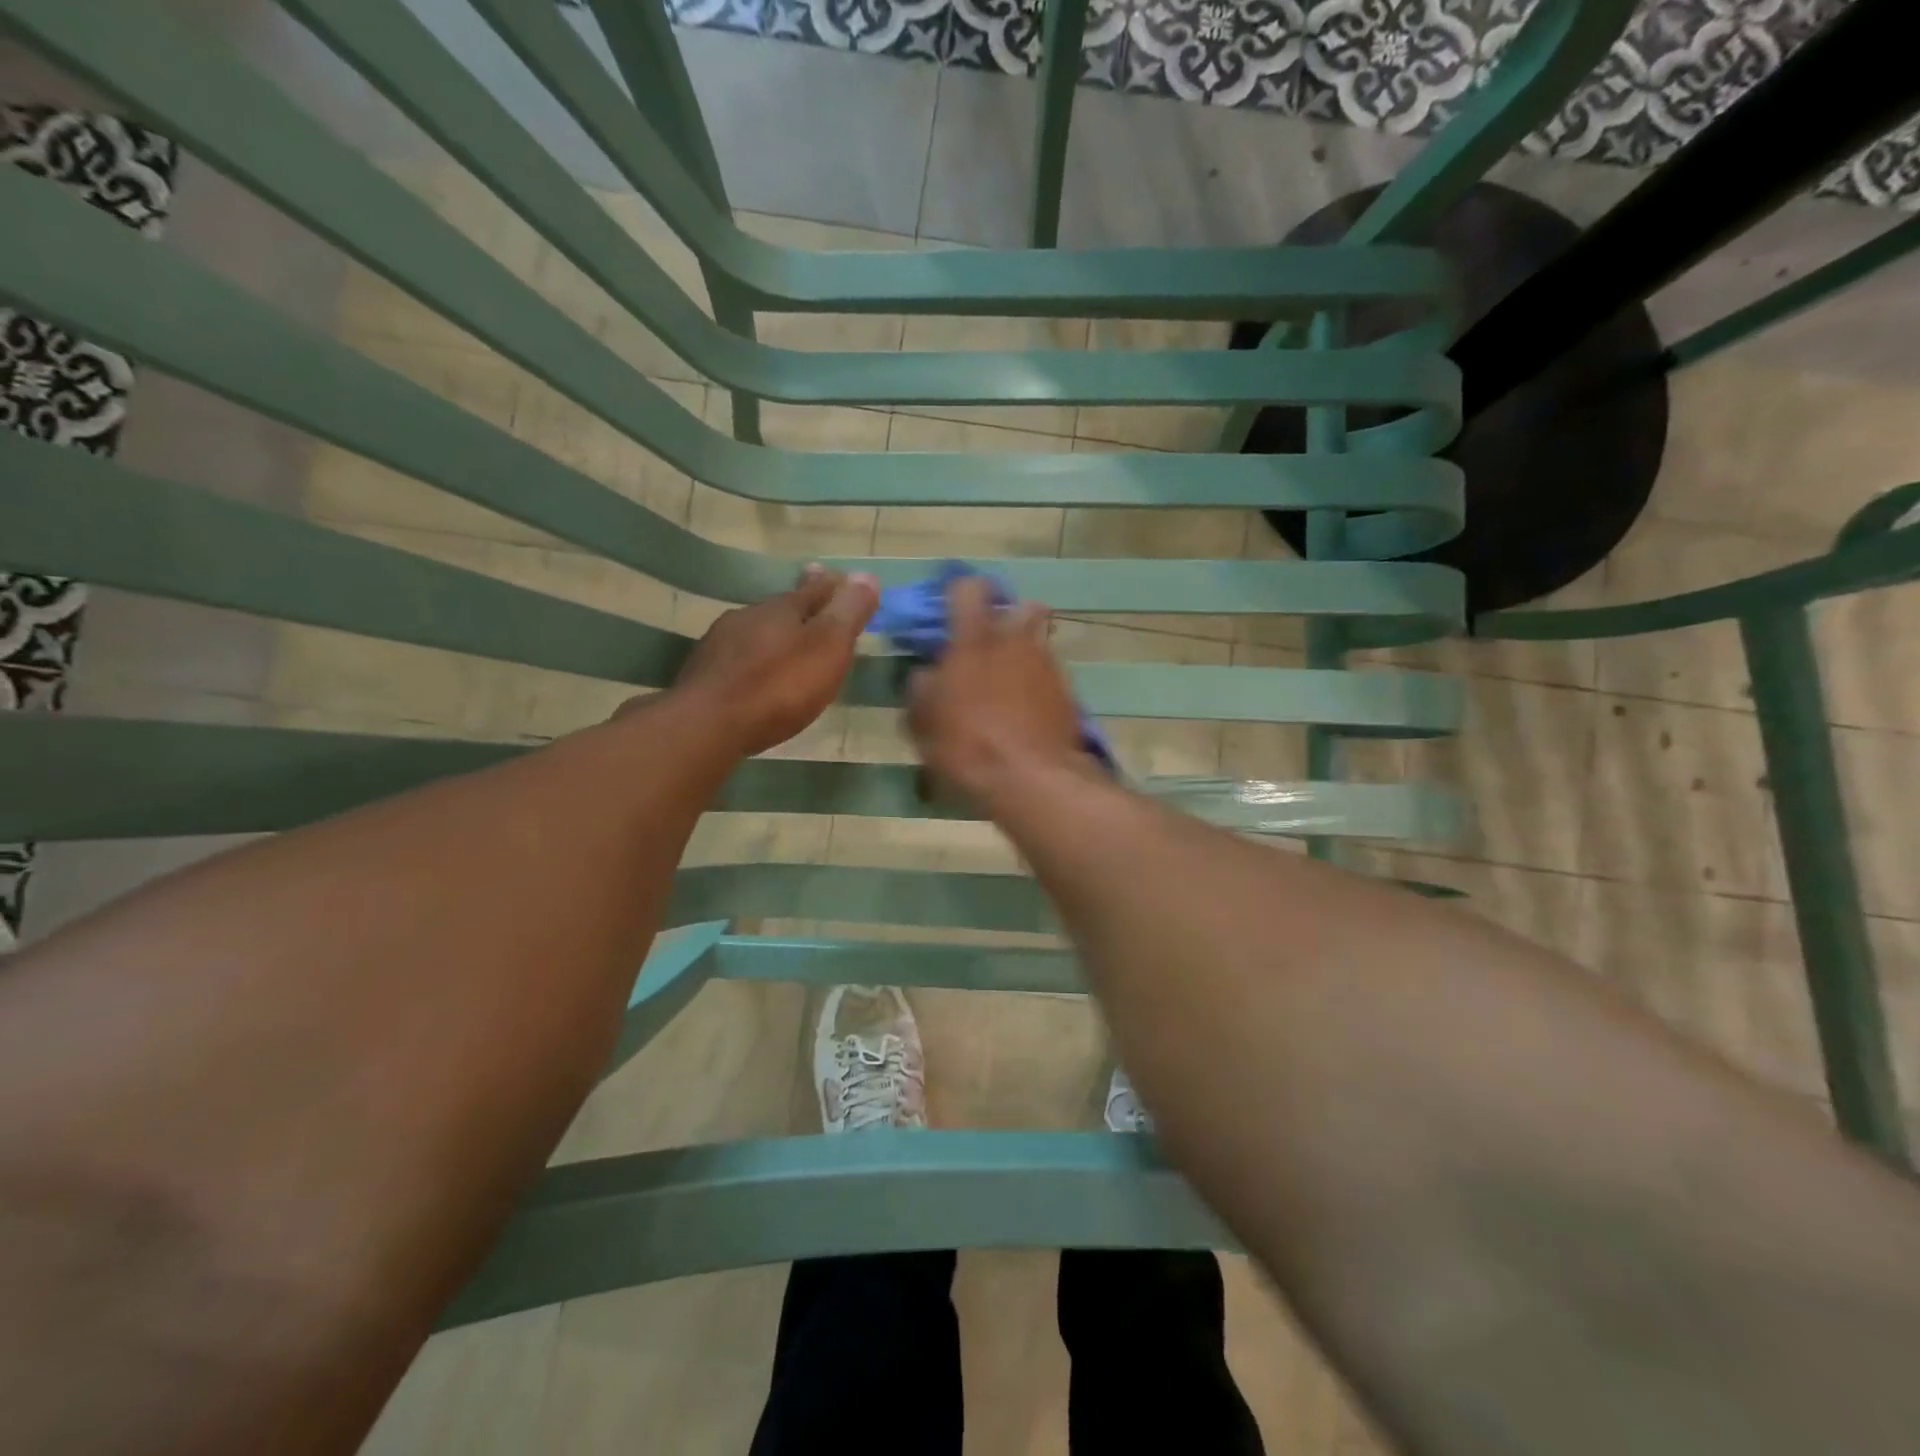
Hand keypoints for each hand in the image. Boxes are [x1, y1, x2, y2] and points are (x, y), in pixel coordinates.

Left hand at [670, 565, 877, 756]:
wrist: (707, 724)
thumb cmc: (778, 686)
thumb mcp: (827, 647)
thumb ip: (848, 613)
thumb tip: (866, 575)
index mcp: (782, 607)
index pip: (814, 588)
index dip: (832, 586)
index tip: (841, 580)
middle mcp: (748, 616)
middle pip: (782, 608)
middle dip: (801, 608)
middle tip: (816, 609)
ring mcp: (720, 643)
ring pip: (757, 632)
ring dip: (774, 635)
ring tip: (788, 645)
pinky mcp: (704, 674)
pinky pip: (738, 659)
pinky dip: (754, 661)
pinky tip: (756, 675)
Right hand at [906, 575, 1089, 810]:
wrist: (1031, 779)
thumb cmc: (966, 743)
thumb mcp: (922, 719)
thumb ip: (921, 687)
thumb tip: (927, 673)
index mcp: (976, 638)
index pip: (969, 588)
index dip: (959, 592)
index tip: (950, 610)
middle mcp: (1017, 640)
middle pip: (1023, 607)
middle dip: (1010, 618)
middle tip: (991, 645)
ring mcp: (1048, 665)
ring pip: (1040, 642)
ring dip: (1025, 653)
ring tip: (1008, 684)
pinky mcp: (1069, 693)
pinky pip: (1051, 676)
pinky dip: (1038, 685)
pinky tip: (1026, 711)